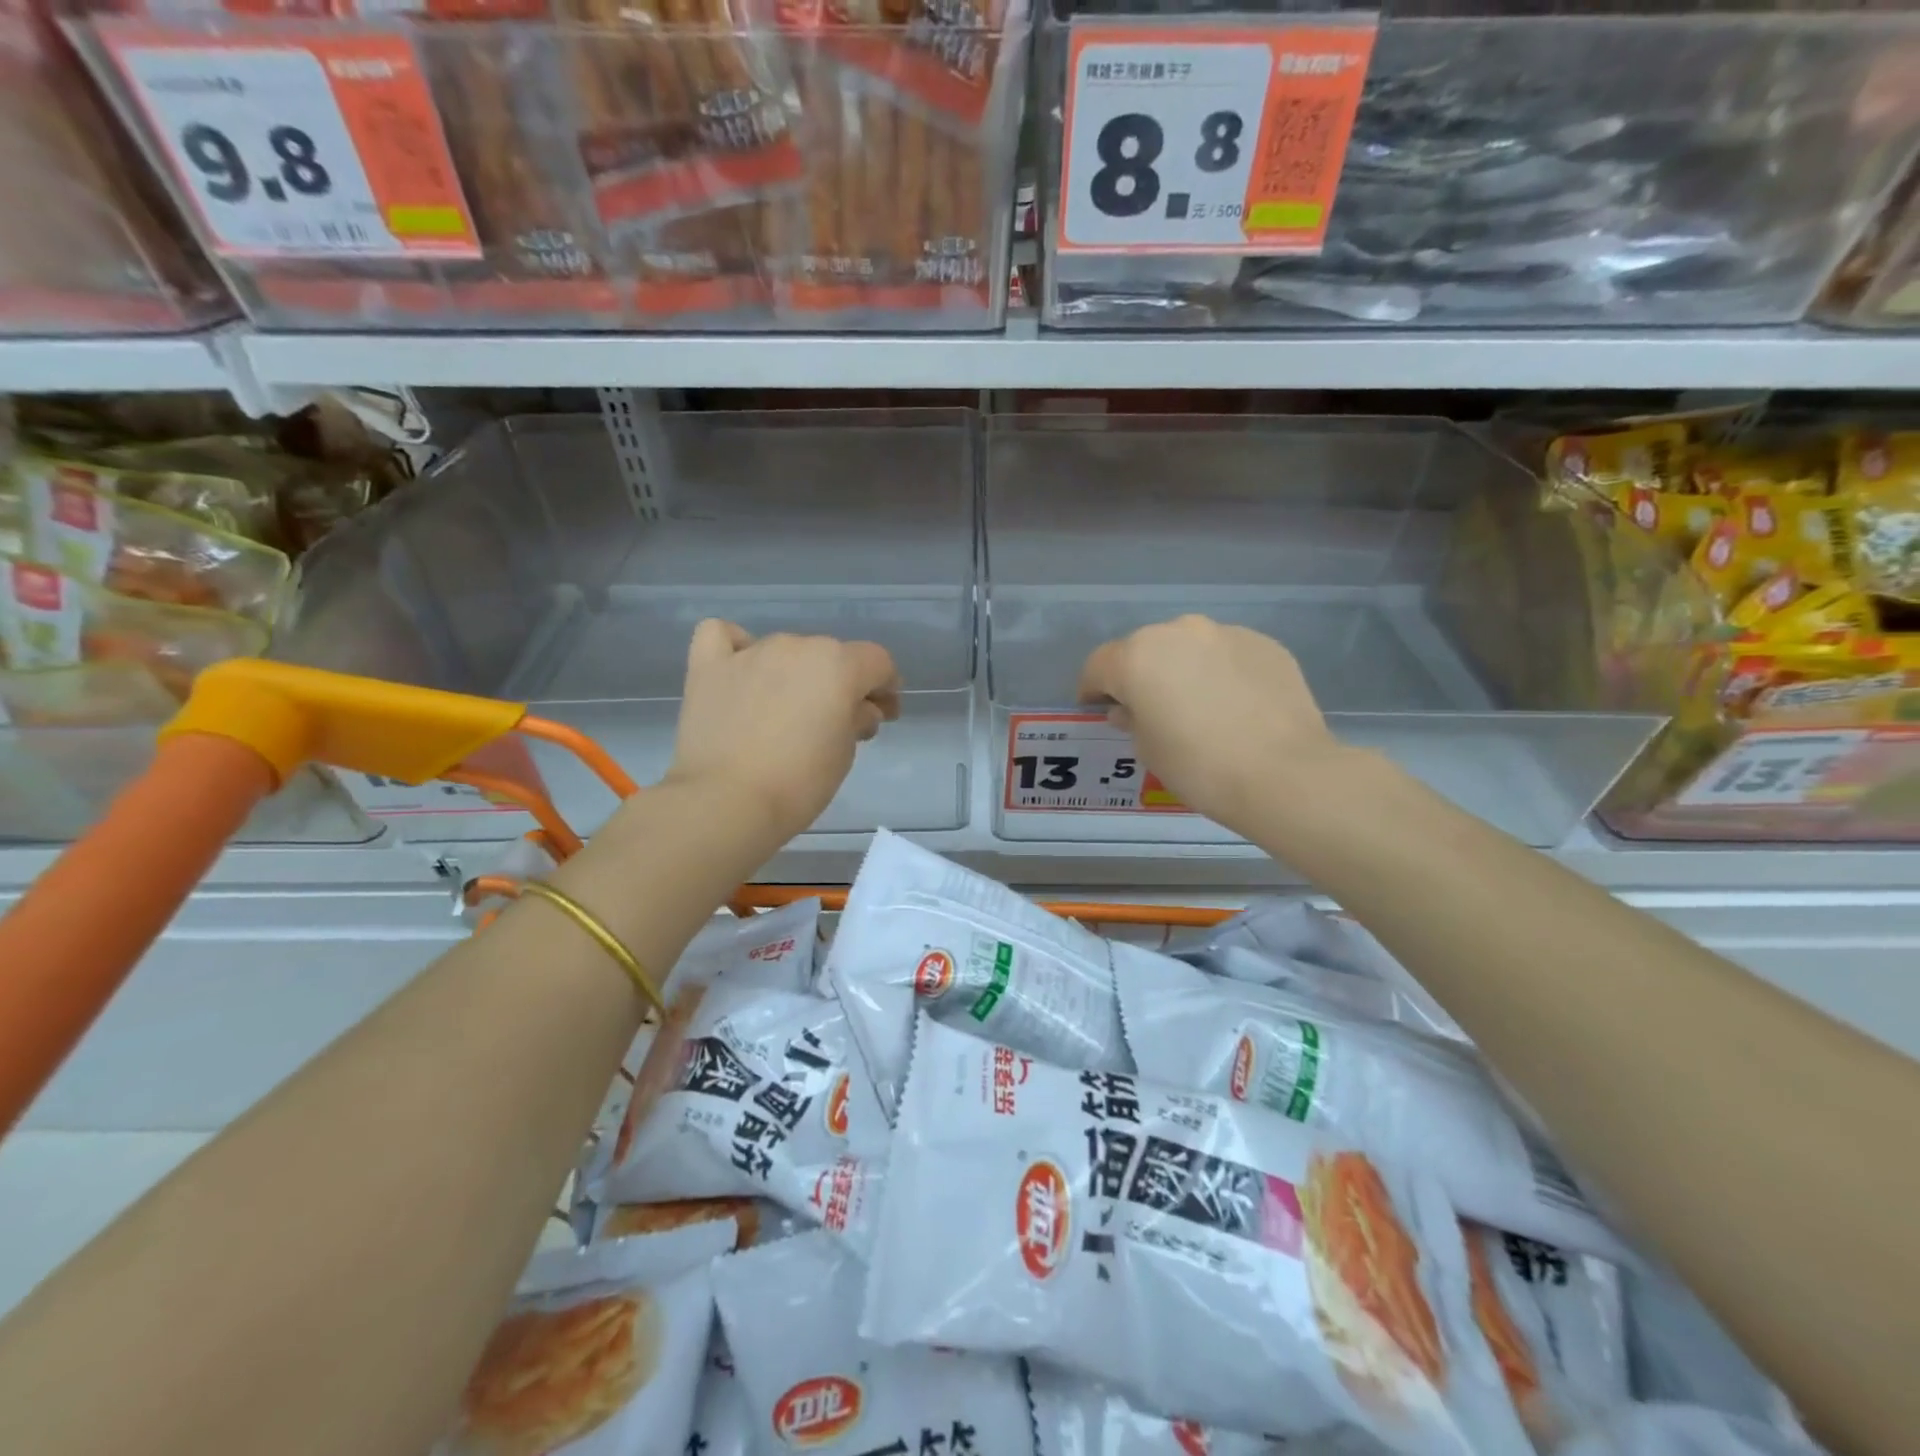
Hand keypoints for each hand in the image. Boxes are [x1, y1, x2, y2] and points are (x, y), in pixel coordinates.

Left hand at [664, 620, 900, 846]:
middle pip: (830, 656)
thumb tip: (857, 710)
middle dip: (840, 684)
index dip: (886, 688)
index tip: (883, 715)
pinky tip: (741, 672)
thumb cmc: (799, 782)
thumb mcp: (844, 754)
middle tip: (836, 723)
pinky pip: (724, 637)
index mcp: (838, 665)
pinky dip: (737, 648)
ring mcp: (750, 652)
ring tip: (786, 710)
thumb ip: (857, 720)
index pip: (877, 662)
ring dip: (795, 674)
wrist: (726, 802)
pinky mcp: (709, 666)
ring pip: (785, 651)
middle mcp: (796, 646)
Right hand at [1077, 615, 1349, 837]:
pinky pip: (1226, 654)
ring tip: (1196, 705)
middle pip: (1144, 649)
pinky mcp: (1264, 643)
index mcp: (1137, 656)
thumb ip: (1132, 719)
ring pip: (1188, 647)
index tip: (1097, 709)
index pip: (1099, 665)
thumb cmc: (1199, 766)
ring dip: (1182, 668)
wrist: (1284, 773)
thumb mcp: (1148, 750)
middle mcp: (1177, 631)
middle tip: (1149, 709)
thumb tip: (1132, 708)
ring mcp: (1225, 633)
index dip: (1092, 689)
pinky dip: (1220, 672)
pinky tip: (1233, 705)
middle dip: (1139, 675)